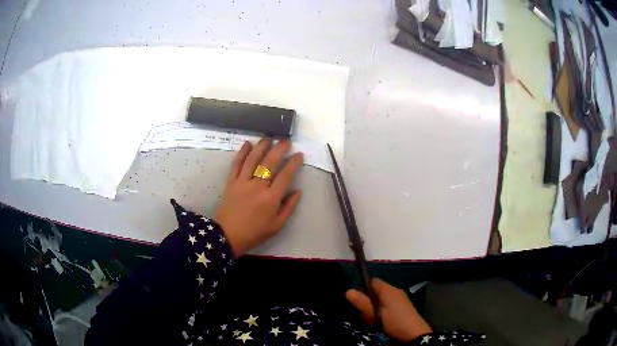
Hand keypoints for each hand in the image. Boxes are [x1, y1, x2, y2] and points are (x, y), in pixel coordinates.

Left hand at [215, 138, 303, 256]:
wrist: (228, 236)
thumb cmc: (255, 233)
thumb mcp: (277, 225)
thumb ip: (289, 207)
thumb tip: (298, 191)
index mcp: (271, 198)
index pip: (285, 175)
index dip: (294, 163)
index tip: (299, 154)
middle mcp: (257, 186)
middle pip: (270, 163)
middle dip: (279, 149)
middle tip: (286, 141)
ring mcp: (242, 182)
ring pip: (253, 160)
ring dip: (261, 146)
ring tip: (268, 137)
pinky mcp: (231, 182)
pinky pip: (236, 164)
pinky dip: (241, 153)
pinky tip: (247, 144)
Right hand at [346, 278, 431, 341]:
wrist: (415, 335)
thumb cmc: (395, 322)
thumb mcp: (376, 315)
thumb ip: (363, 303)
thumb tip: (348, 290)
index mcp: (389, 290)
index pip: (373, 281)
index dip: (362, 287)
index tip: (356, 300)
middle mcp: (395, 292)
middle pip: (376, 291)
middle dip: (367, 302)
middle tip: (363, 314)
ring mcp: (400, 300)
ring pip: (381, 300)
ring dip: (374, 309)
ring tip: (371, 321)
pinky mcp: (403, 308)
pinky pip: (387, 306)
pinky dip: (381, 312)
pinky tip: (380, 323)